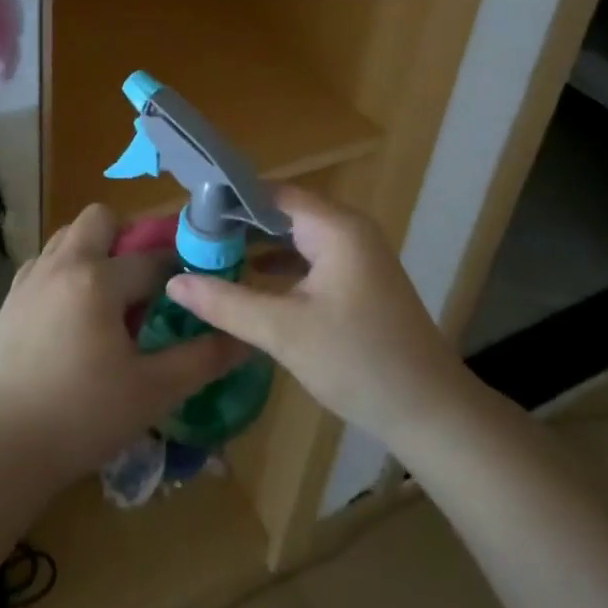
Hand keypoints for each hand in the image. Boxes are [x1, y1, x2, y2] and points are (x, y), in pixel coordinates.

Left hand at [0, 204, 248, 489]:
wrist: (5, 447)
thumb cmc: (84, 417)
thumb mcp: (153, 391)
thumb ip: (202, 359)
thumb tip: (246, 338)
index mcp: (98, 280)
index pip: (151, 258)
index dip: (180, 268)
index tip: (196, 282)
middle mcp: (62, 265)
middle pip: (100, 218)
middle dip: (127, 237)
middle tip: (143, 281)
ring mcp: (31, 278)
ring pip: (69, 235)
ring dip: (94, 250)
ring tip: (109, 296)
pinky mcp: (11, 298)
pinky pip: (46, 261)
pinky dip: (65, 270)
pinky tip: (74, 313)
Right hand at [164, 186, 462, 444]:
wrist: (432, 414)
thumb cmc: (359, 362)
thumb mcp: (284, 331)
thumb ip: (226, 302)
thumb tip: (174, 281)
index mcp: (336, 228)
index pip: (271, 193)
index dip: (228, 199)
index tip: (189, 214)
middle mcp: (348, 230)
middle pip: (282, 211)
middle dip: (238, 223)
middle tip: (191, 237)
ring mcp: (357, 255)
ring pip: (295, 235)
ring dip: (256, 243)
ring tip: (210, 254)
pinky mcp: (359, 280)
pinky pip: (309, 257)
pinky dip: (278, 264)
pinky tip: (249, 278)